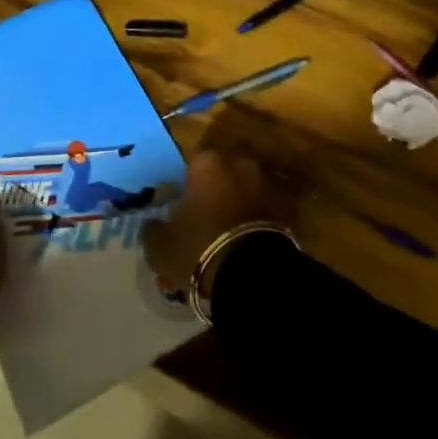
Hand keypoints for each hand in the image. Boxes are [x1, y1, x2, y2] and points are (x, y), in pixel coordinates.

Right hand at [142, 149, 286, 296]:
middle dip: (216, 187)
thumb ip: (152, 229)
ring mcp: (265, 184)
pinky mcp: (285, 209)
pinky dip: (255, 220)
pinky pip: (263, 209)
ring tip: (226, 231)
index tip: (181, 203)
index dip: (186, 183)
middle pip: (223, 171)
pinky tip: (244, 242)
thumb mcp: (160, 246)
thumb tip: (152, 224)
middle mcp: (239, 164)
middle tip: (204, 214)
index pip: (192, 162)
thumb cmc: (199, 248)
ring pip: (245, 188)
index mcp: (207, 163)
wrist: (252, 276)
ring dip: (238, 202)